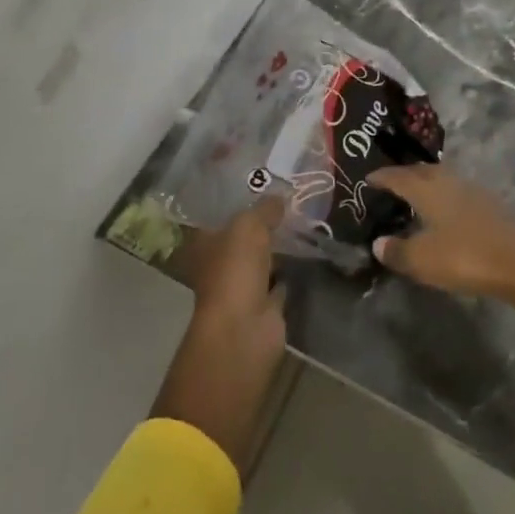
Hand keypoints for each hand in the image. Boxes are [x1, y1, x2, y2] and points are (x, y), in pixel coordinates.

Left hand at [151, 195, 287, 470]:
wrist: (244, 331)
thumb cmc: (235, 272)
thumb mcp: (248, 227)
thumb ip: (264, 209)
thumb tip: (280, 196)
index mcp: (205, 243)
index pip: (218, 215)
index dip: (237, 199)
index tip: (261, 182)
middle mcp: (221, 264)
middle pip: (243, 237)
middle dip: (263, 222)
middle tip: (291, 197)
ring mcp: (242, 287)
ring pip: (262, 258)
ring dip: (279, 246)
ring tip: (305, 219)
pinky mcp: (265, 306)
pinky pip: (280, 280)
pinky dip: (291, 270)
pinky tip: (309, 252)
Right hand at [367, 164, 514, 299]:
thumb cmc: (463, 257)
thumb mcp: (422, 260)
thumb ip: (397, 251)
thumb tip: (378, 243)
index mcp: (428, 189)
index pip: (399, 176)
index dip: (382, 176)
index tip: (368, 177)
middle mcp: (448, 181)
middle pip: (422, 171)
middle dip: (405, 175)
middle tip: (391, 183)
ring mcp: (472, 190)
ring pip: (442, 178)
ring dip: (426, 182)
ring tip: (416, 195)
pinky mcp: (489, 204)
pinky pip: (457, 191)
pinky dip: (444, 195)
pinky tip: (444, 211)